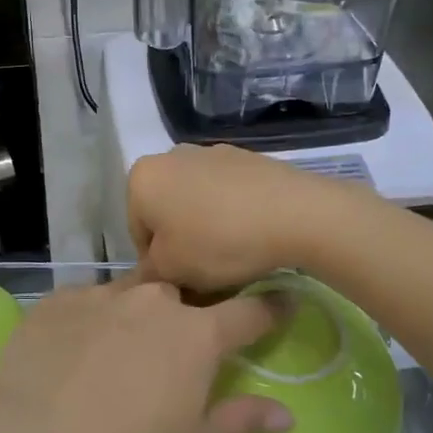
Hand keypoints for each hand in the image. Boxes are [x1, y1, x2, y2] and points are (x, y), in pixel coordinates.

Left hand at [0, 278, 292, 432]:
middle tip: (172, 352)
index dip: (269, 308)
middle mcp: (151, 301)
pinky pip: (84, 302)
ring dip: (134, 316)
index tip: (282, 302)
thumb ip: (241, 423)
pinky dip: (89, 321)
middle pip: (180, 297)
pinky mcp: (55, 301)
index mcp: (195, 335)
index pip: (248, 312)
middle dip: (185, 317)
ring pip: (129, 294)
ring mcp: (99, 295)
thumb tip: (284, 412)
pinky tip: (72, 354)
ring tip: (117, 354)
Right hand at [128, 145, 343, 292]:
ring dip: (206, 227)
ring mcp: (210, 152)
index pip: (137, 232)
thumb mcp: (172, 270)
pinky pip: (226, 193)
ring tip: (233, 255)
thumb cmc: (220, 242)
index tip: (182, 281)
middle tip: (206, 271)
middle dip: (180, 241)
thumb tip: (151, 271)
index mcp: (142, 178)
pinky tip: (252, 234)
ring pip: (196, 201)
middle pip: (166, 212)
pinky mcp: (245, 157)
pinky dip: (231, 213)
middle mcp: (170, 155)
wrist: (295, 213)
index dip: (157, 265)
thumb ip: (149, 273)